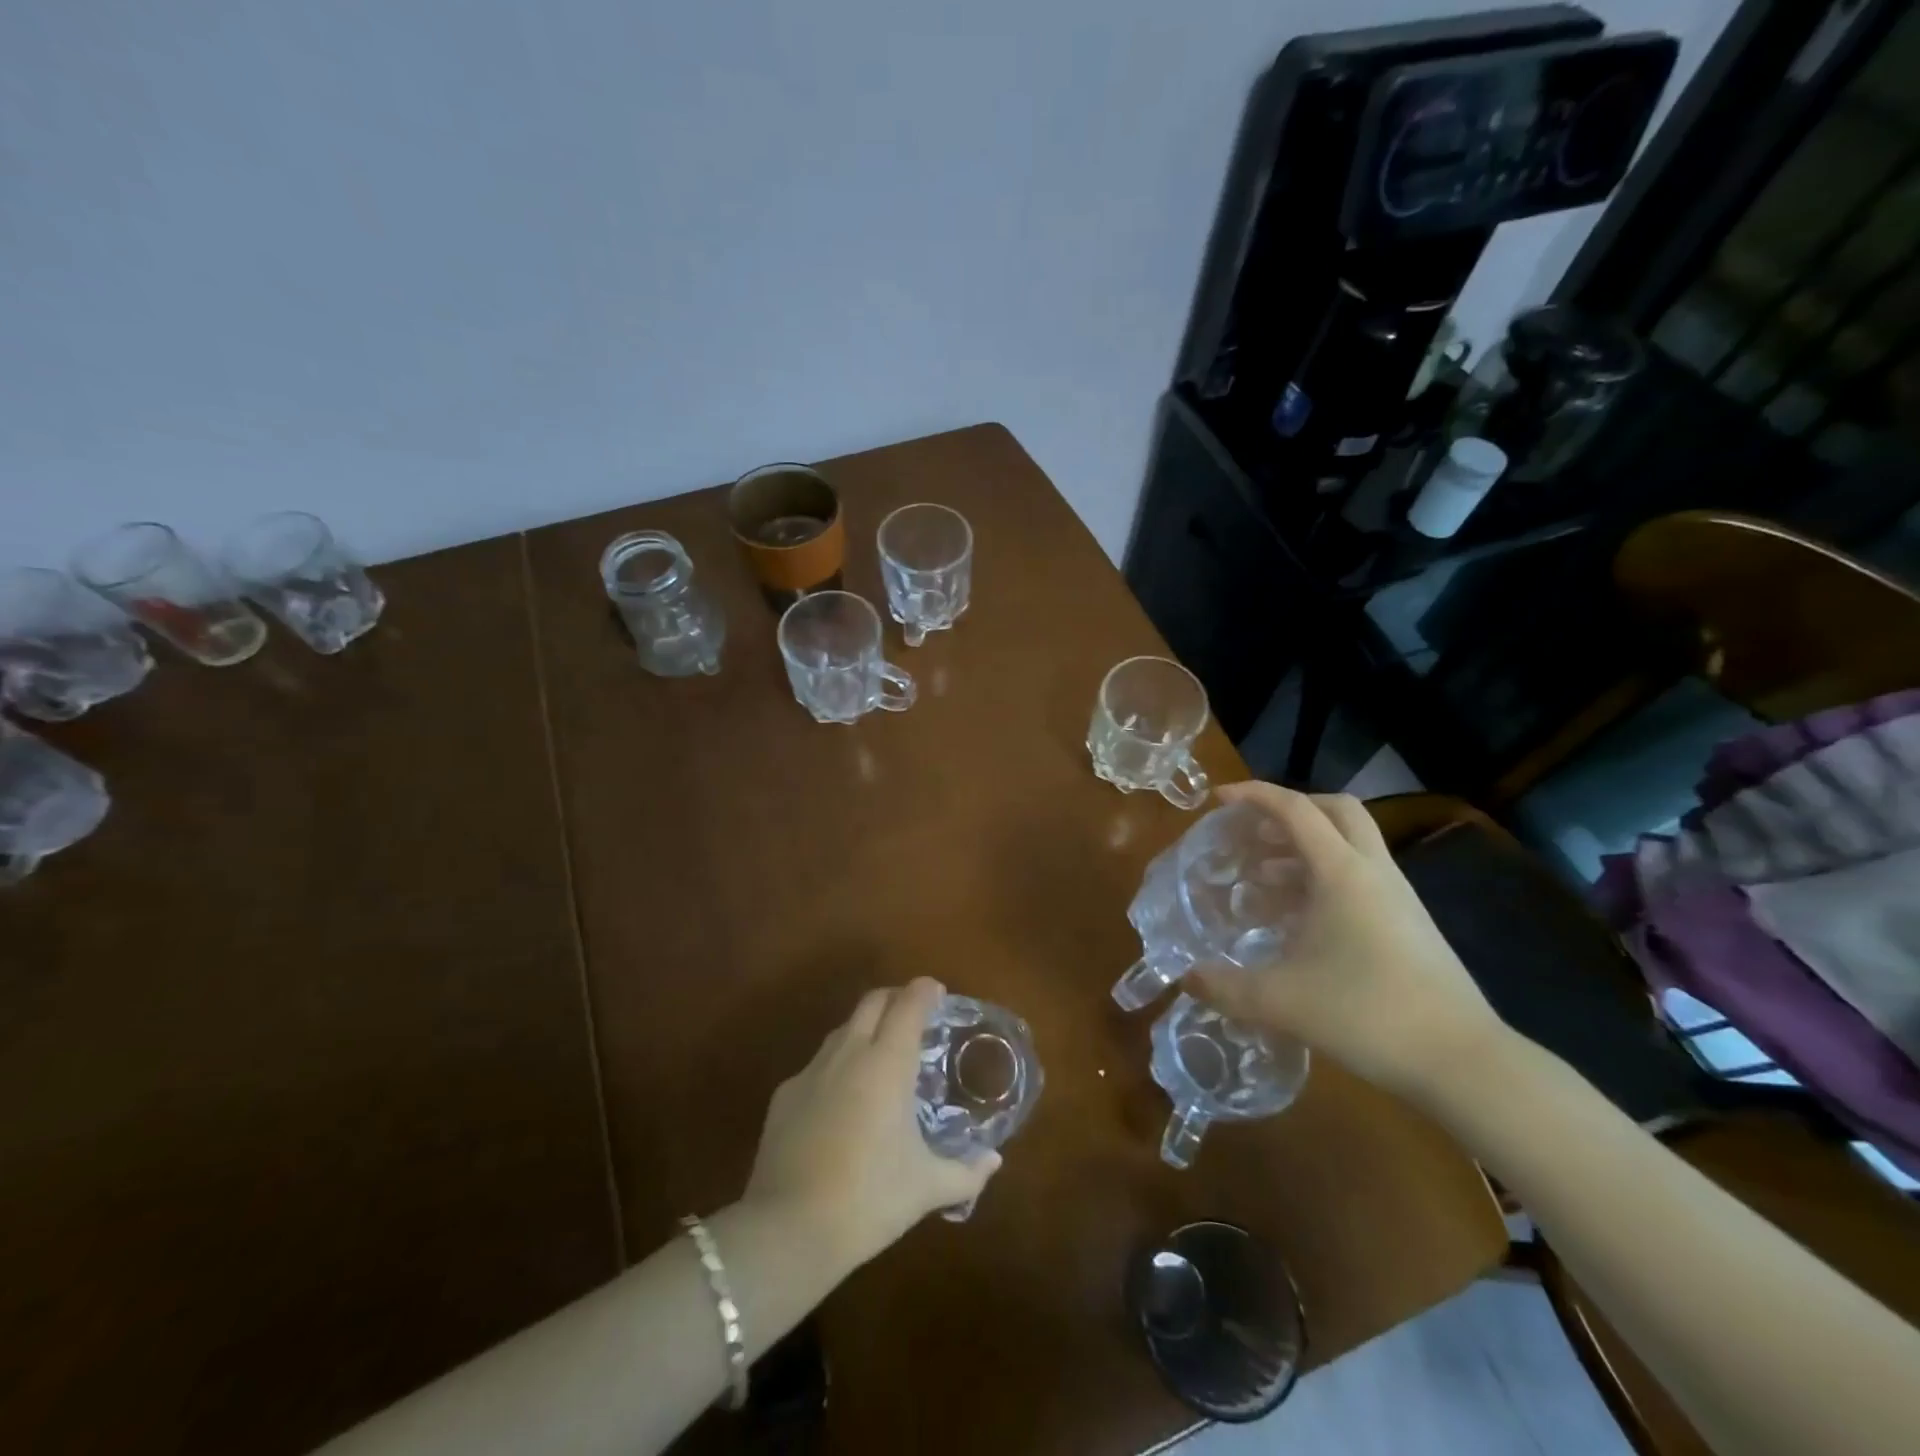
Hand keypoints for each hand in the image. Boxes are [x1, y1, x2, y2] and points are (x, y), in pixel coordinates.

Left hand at [743, 978, 999, 1274]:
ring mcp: (811, 1071)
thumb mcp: (926, 1188)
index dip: (925, 991)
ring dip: (865, 1029)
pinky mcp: (784, 1095)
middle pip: (872, 1002)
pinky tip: (843, 1101)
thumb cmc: (869, 1199)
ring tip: (881, 1056)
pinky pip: (817, 1065)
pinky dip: (837, 1066)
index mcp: (887, 1063)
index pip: (908, 1004)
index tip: (938, 993)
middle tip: (914, 1016)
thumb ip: (966, 1172)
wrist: (788, 1229)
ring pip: (843, 1029)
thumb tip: (994, 1162)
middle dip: (895, 998)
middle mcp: (849, 1054)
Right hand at [1191, 782, 1505, 1102]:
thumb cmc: (1367, 1014)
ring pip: (1350, 844)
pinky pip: (1361, 877)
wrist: (1463, 1062)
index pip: (1295, 809)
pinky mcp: (1410, 924)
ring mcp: (1398, 897)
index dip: (1254, 795)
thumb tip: (1186, 979)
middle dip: (1290, 809)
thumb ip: (1226, 988)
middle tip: (1253, 831)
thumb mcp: (1282, 1001)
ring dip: (1305, 848)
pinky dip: (1324, 879)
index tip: (1218, 800)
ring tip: (1263, 878)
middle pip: (1336, 810)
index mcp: (1342, 872)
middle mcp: (1373, 871)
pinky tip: (1299, 920)